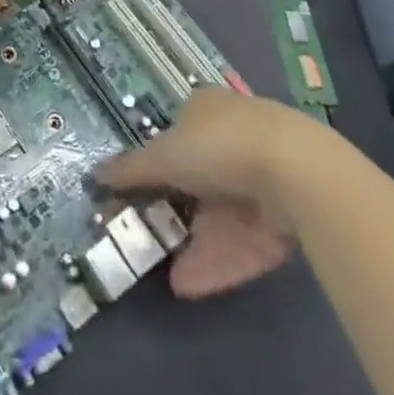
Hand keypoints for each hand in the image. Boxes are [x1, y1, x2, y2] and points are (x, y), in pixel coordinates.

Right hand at [95, 89, 310, 297]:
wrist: (298, 175)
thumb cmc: (218, 147)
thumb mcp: (163, 156)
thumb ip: (130, 170)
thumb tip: (95, 174)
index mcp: (205, 109)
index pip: (175, 135)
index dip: (156, 165)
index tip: (139, 194)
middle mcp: (234, 137)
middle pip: (199, 178)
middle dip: (176, 211)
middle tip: (151, 238)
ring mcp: (264, 177)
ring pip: (222, 216)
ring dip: (196, 246)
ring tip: (171, 277)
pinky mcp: (286, 217)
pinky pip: (245, 241)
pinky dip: (220, 261)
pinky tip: (192, 285)